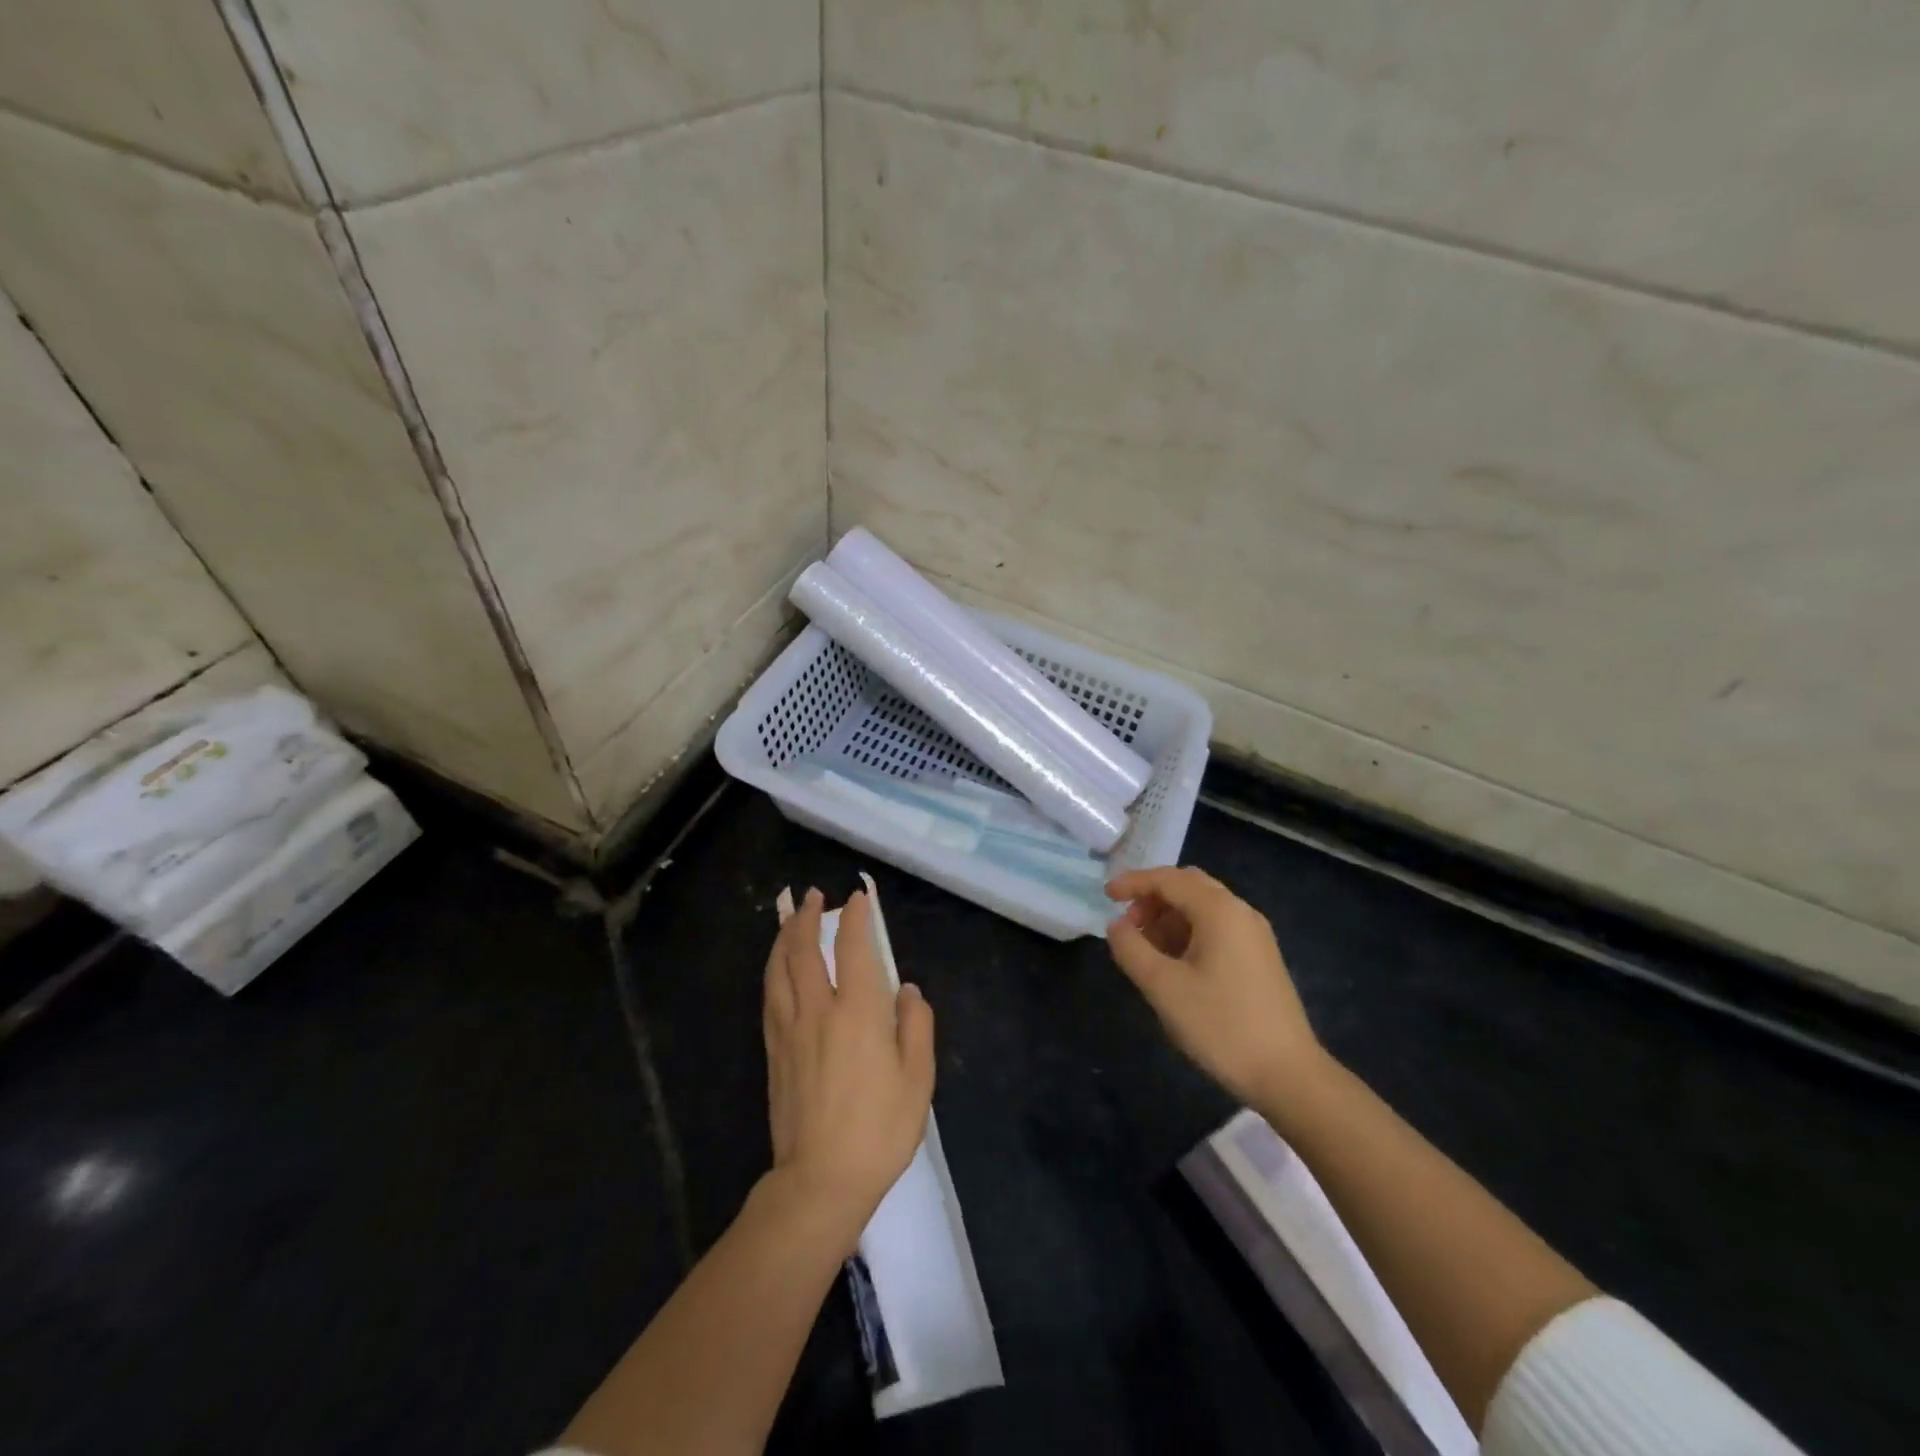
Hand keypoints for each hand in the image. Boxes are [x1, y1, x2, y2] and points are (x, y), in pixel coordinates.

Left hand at [762, 888, 935, 1247]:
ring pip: (779, 970)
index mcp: (858, 1013)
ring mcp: (789, 1031)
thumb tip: (906, 989)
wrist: (820, 1181)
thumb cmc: (879, 1130)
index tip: (857, 897)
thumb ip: (916, 1025)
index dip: (856, 918)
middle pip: (804, 951)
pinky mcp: (774, 1052)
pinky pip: (770, 996)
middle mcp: (818, 1011)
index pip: (854, 949)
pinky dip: (774, 970)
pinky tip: (777, 968)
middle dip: (808, 917)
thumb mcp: (918, 1079)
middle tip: (813, 896)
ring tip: (790, 919)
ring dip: (784, 937)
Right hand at [1105, 867, 1324, 1110]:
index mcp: (1219, 911)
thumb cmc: (1221, 1026)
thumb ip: (1131, 949)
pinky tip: (1174, 964)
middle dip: (1152, 898)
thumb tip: (1117, 926)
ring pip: (1203, 908)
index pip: (1168, 879)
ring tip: (1146, 950)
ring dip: (1169, 917)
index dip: (1133, 883)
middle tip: (1128, 924)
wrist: (1289, 1075)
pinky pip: (1217, 928)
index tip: (1105, 896)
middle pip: (1188, 886)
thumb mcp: (1163, 987)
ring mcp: (1254, 935)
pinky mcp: (1260, 958)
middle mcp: (1240, 912)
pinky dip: (1188, 933)